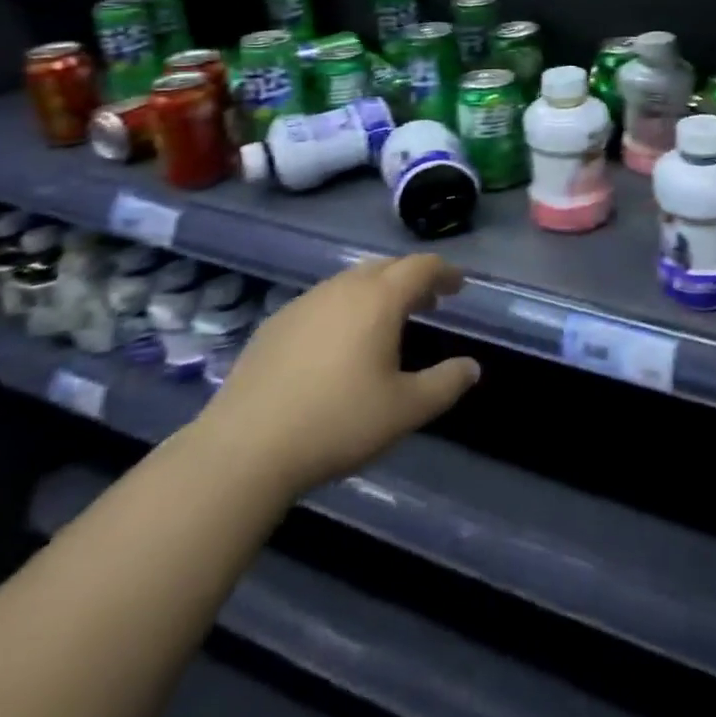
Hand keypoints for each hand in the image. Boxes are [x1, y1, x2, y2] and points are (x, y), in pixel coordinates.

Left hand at [198, 255, 479, 492]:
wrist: (243, 449)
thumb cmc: (336, 423)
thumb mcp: (405, 410)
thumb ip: (445, 384)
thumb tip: (472, 368)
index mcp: (379, 299)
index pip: (421, 267)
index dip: (444, 273)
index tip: (458, 286)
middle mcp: (343, 288)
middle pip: (386, 267)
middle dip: (412, 279)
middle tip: (428, 303)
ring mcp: (304, 302)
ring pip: (351, 281)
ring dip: (377, 291)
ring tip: (387, 322)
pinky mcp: (275, 323)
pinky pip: (323, 300)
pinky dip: (345, 307)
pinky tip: (339, 343)